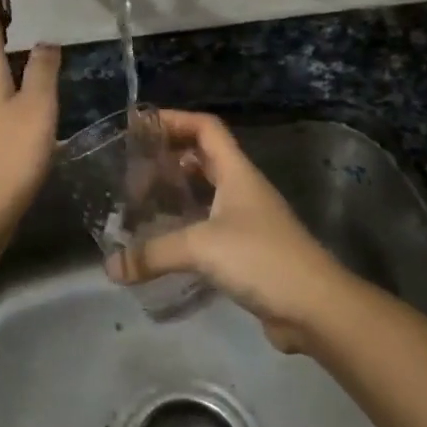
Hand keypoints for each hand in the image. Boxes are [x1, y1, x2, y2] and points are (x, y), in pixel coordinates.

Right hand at [107, 109, 352, 351]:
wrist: (315, 306)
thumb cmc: (261, 258)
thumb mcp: (201, 247)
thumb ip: (154, 253)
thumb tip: (111, 267)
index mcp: (237, 171)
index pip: (206, 128)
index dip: (175, 120)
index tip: (141, 126)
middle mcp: (243, 188)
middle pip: (205, 156)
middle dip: (171, 156)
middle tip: (135, 168)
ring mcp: (248, 219)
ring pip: (208, 192)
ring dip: (179, 191)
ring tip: (144, 201)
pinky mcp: (248, 250)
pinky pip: (211, 225)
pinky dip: (188, 225)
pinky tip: (166, 242)